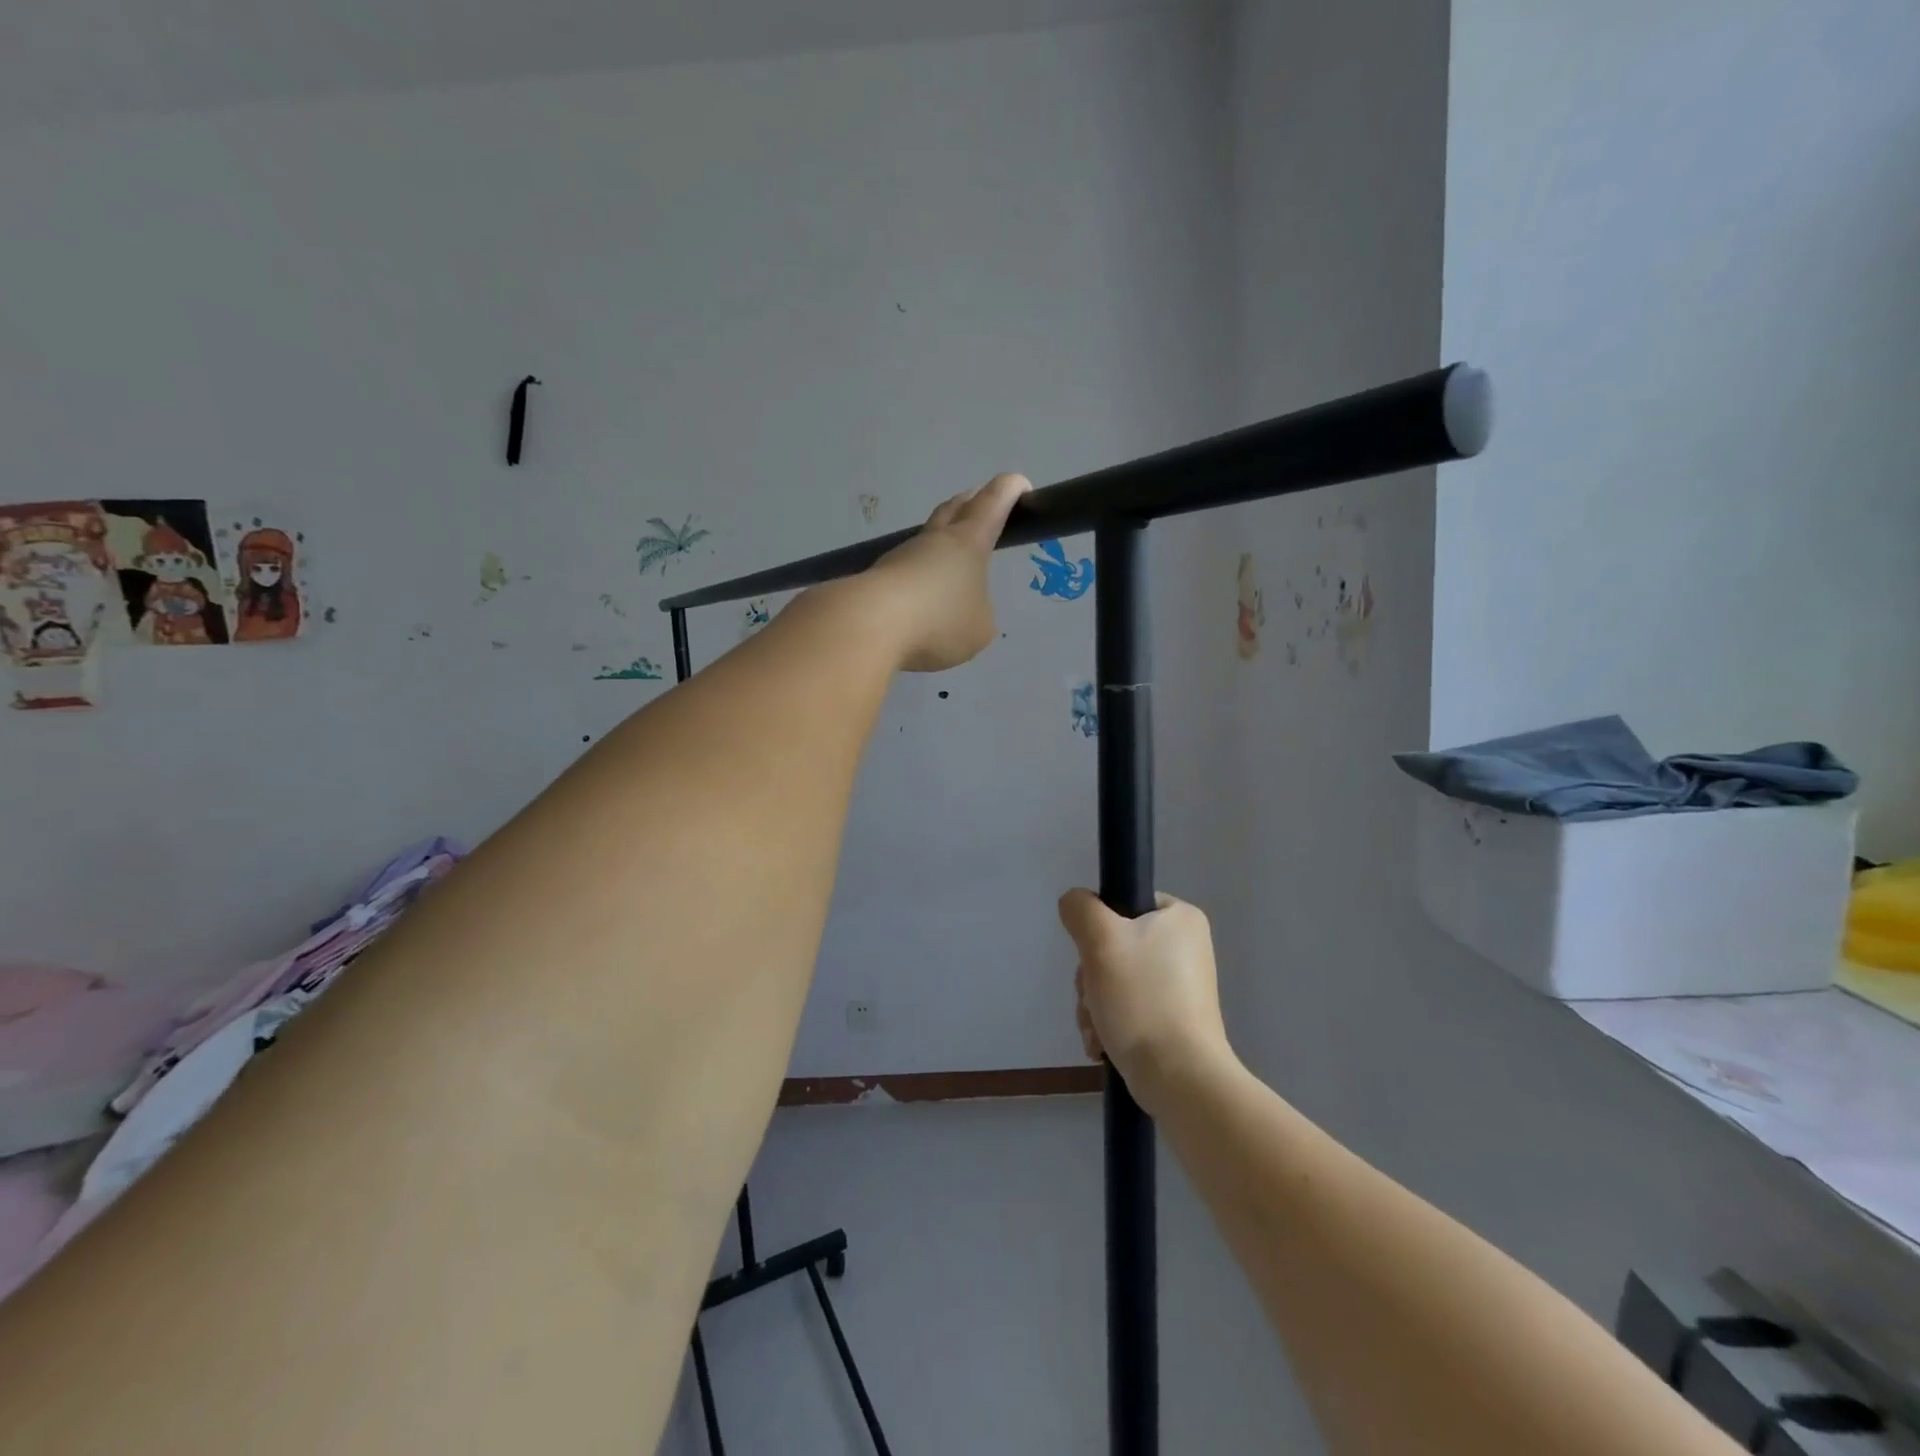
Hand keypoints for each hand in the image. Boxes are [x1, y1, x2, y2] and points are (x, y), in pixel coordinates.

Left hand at [865, 474, 1029, 672]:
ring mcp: (902, 556)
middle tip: (983, 503)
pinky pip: (906, 570)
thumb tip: (963, 610)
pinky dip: (919, 575)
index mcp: (968, 542)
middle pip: (954, 509)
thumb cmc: (939, 619)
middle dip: (972, 502)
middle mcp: (934, 540)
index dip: (1009, 490)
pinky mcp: (878, 578)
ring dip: (941, 542)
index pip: (993, 503)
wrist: (869, 623)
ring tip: (952, 562)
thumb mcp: (980, 628)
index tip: (1020, 484)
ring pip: (927, 539)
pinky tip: (920, 597)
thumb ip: (979, 614)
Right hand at [1058, 889, 1234, 1112]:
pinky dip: (1109, 1024)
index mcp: (1181, 919)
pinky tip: (1102, 1044)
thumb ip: (1080, 909)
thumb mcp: (1101, 939)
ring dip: (1094, 1004)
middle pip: (1114, 946)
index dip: (1099, 928)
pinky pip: (1127, 1009)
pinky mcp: (1172, 1021)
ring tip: (1098, 1029)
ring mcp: (1180, 988)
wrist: (1179, 1078)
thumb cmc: (1142, 999)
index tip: (1094, 955)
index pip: (1124, 903)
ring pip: (1114, 980)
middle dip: (1092, 977)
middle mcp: (1185, 948)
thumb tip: (1074, 904)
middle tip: (1094, 998)